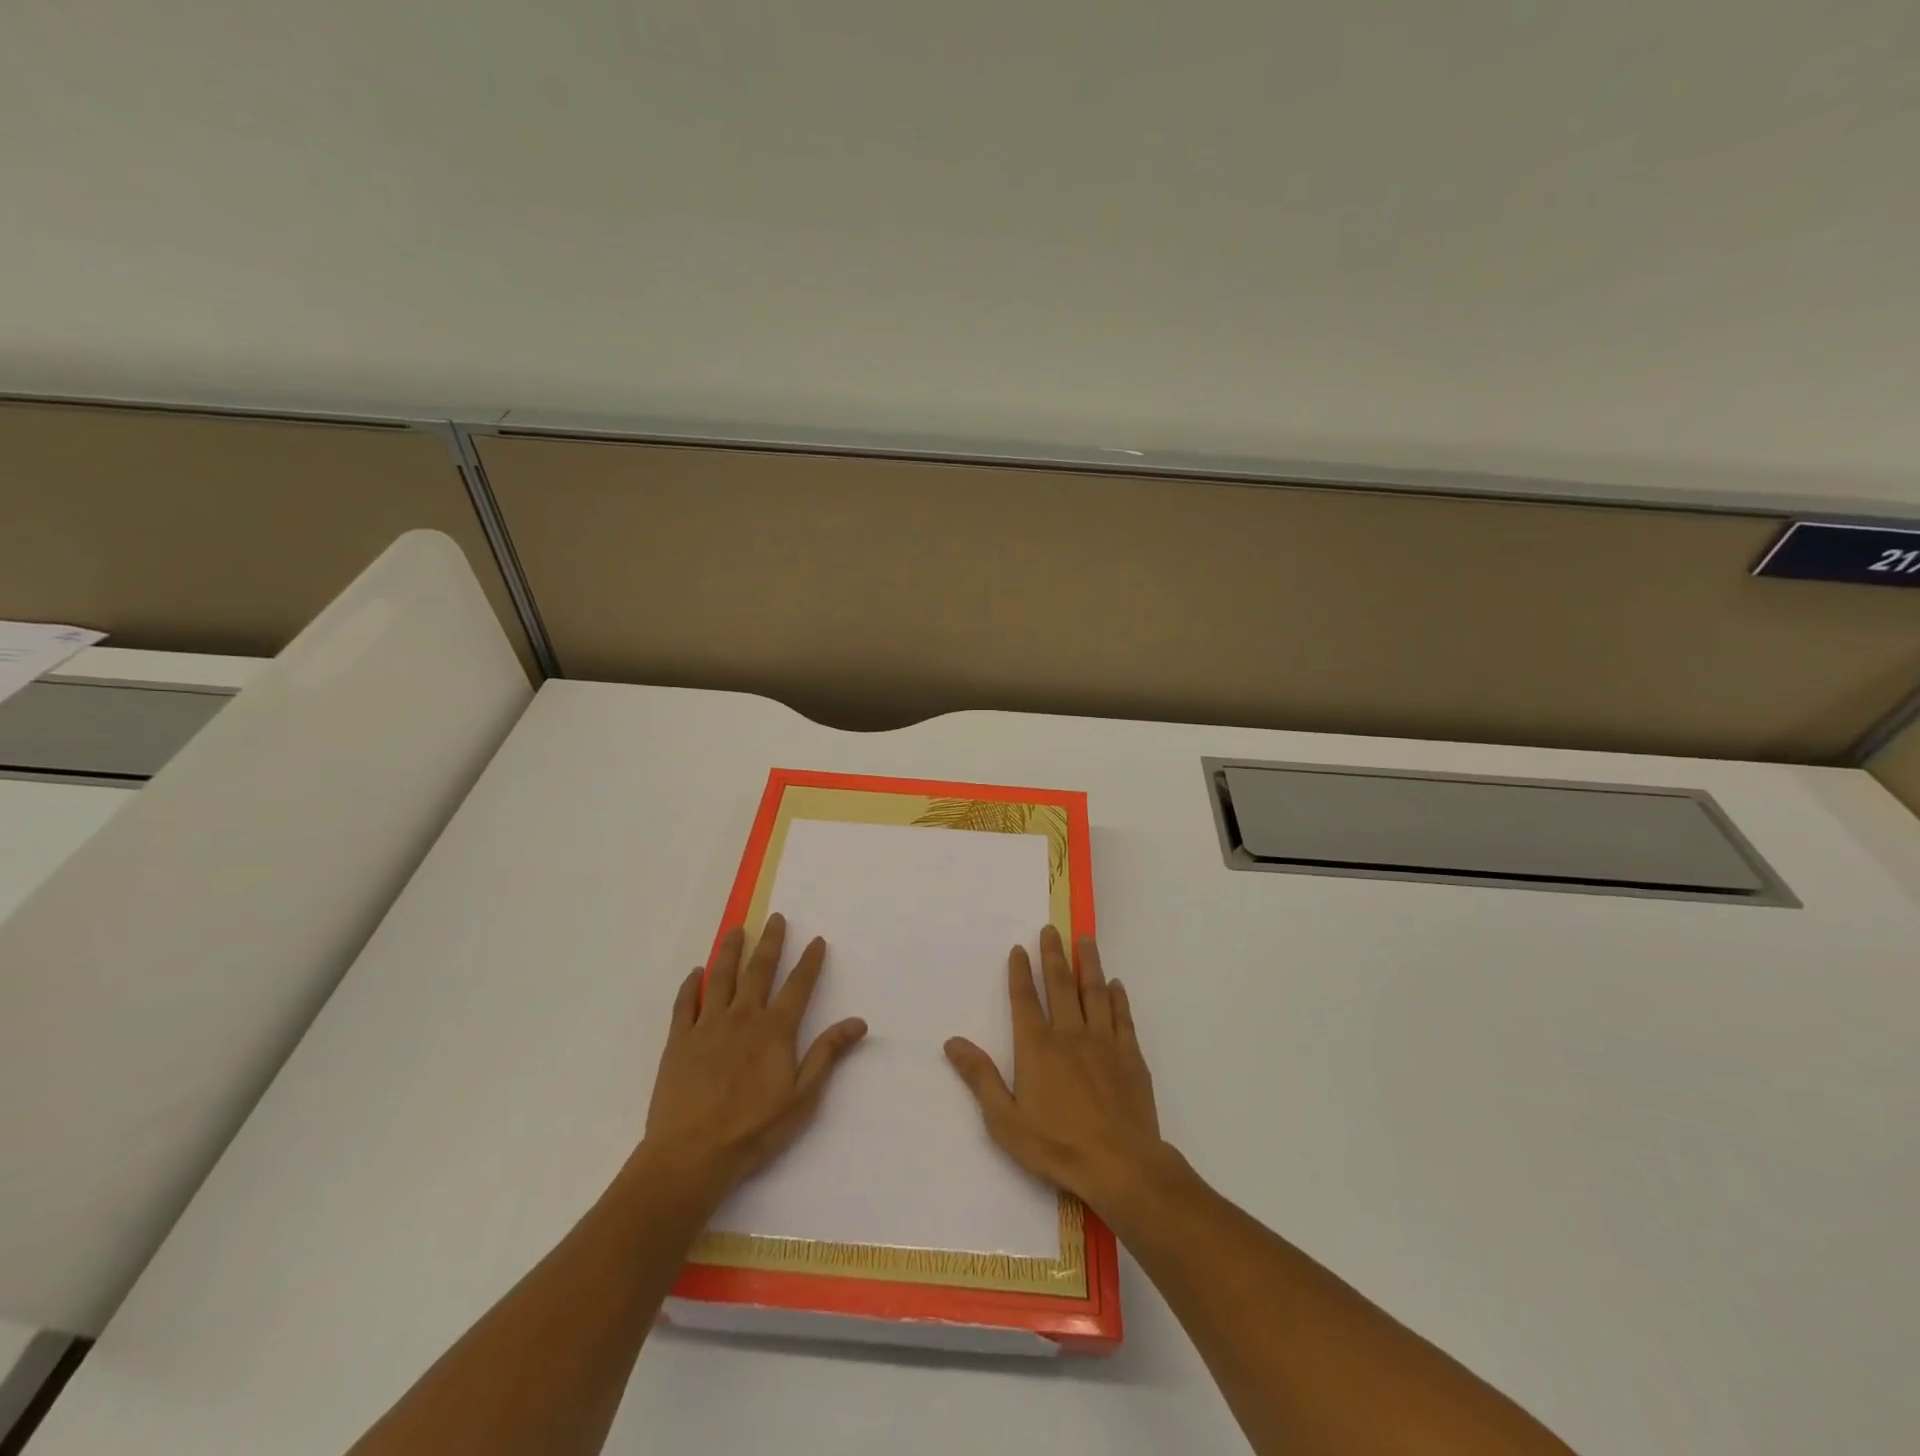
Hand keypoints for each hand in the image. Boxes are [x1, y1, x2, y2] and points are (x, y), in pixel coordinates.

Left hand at [642, 913, 866, 1196]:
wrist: (692, 1154)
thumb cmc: (753, 1130)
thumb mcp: (802, 1098)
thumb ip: (827, 1055)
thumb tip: (858, 1022)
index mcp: (775, 1030)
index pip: (798, 986)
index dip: (809, 961)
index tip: (816, 940)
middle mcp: (743, 1017)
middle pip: (759, 970)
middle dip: (770, 942)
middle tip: (775, 918)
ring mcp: (708, 1025)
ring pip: (721, 977)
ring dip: (730, 950)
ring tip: (736, 930)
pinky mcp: (679, 1040)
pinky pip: (686, 1003)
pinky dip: (691, 984)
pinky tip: (695, 973)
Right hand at [944, 925, 1166, 1215]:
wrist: (1120, 1165)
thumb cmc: (1056, 1146)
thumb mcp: (1005, 1120)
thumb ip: (981, 1077)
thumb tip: (953, 1042)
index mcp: (1037, 1048)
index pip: (1025, 1000)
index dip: (1020, 972)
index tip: (1019, 948)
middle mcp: (1069, 1034)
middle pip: (1060, 985)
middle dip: (1053, 955)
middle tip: (1051, 929)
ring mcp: (1103, 1042)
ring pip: (1094, 992)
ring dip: (1088, 963)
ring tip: (1085, 938)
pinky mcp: (1130, 1056)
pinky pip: (1122, 1017)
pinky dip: (1118, 998)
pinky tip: (1116, 985)